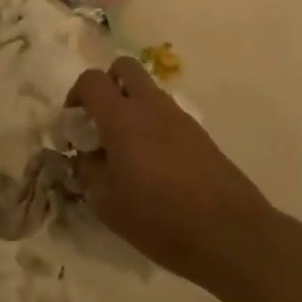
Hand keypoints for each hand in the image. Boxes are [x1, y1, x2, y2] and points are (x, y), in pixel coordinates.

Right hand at [68, 59, 273, 291]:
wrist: (229, 233)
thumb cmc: (159, 219)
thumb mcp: (107, 203)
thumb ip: (88, 170)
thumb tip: (85, 155)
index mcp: (122, 118)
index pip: (92, 80)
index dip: (75, 94)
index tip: (72, 124)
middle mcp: (151, 106)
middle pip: (124, 68)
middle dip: (107, 85)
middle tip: (99, 120)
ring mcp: (179, 117)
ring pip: (148, 90)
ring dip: (131, 105)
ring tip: (125, 150)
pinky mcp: (199, 133)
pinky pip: (166, 114)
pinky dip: (152, 124)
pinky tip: (152, 164)